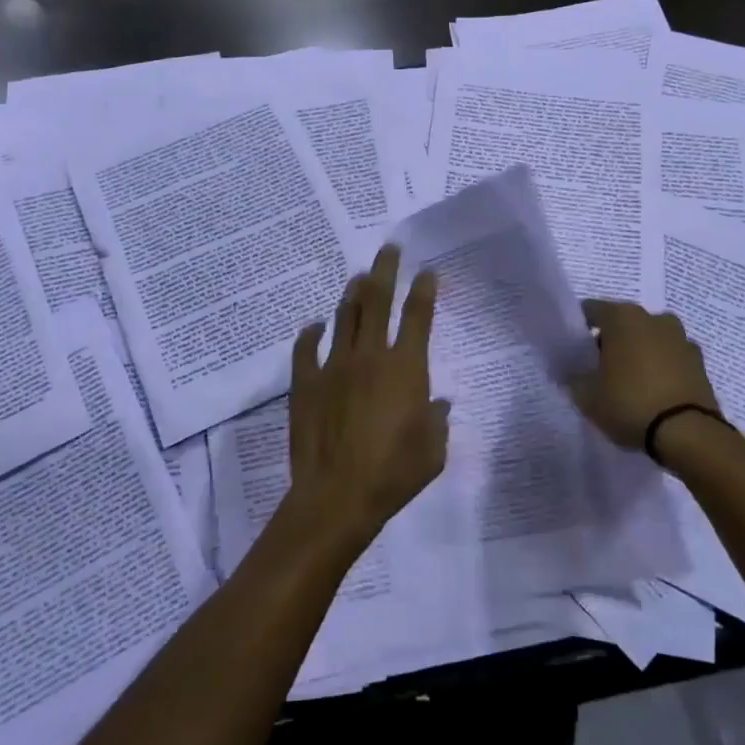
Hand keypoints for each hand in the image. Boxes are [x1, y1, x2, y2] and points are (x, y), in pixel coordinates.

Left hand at [281, 245, 448, 552]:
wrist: (336, 495)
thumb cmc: (393, 475)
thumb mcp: (432, 452)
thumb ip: (437, 422)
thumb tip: (438, 404)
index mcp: (405, 368)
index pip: (417, 316)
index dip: (423, 290)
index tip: (426, 271)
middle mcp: (370, 356)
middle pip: (378, 301)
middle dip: (385, 270)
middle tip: (389, 249)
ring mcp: (334, 365)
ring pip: (345, 317)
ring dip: (353, 294)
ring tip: (358, 278)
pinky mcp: (306, 382)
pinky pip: (306, 348)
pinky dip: (311, 333)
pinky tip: (314, 325)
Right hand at [569, 299, 723, 451]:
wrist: (688, 434)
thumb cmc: (629, 403)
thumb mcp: (587, 395)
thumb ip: (575, 377)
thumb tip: (573, 372)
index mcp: (622, 317)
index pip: (591, 310)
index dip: (579, 328)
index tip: (573, 350)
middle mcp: (653, 319)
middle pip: (623, 323)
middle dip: (611, 341)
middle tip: (599, 368)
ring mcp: (681, 339)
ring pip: (649, 339)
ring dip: (638, 353)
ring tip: (628, 382)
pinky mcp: (700, 363)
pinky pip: (670, 359)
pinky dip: (660, 369)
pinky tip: (652, 392)